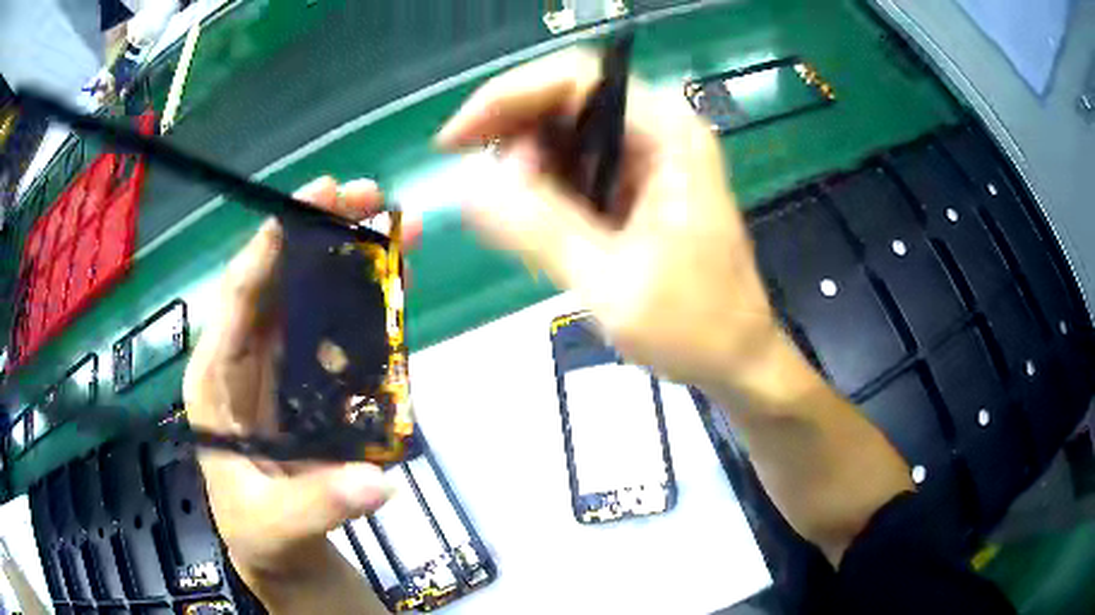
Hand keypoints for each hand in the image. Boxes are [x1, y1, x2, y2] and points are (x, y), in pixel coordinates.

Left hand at [183, 177, 418, 580]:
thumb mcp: (279, 525)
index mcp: (217, 379)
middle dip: (321, 232)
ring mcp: (279, 367)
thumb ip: (321, 505)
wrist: (278, 548)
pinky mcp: (308, 382)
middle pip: (279, 280)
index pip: (239, 297)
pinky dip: (364, 304)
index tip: (316, 199)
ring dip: (350, 260)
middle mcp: (244, 359)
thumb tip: (378, 482)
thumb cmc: (261, 533)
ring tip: (395, 228)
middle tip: (370, 198)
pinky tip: (396, 285)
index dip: (273, 244)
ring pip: (310, 297)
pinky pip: (334, 331)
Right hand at [437, 49, 783, 395]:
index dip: (506, 97)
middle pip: (565, 101)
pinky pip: (575, 168)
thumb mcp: (614, 284)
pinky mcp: (636, 186)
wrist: (737, 359)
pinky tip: (539, 229)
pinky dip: (544, 190)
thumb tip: (470, 191)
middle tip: (493, 198)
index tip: (455, 141)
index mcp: (668, 134)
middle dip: (515, 139)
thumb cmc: (695, 327)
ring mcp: (648, 158)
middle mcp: (659, 131)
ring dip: (528, 170)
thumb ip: (541, 231)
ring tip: (521, 225)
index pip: (575, 78)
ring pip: (564, 135)